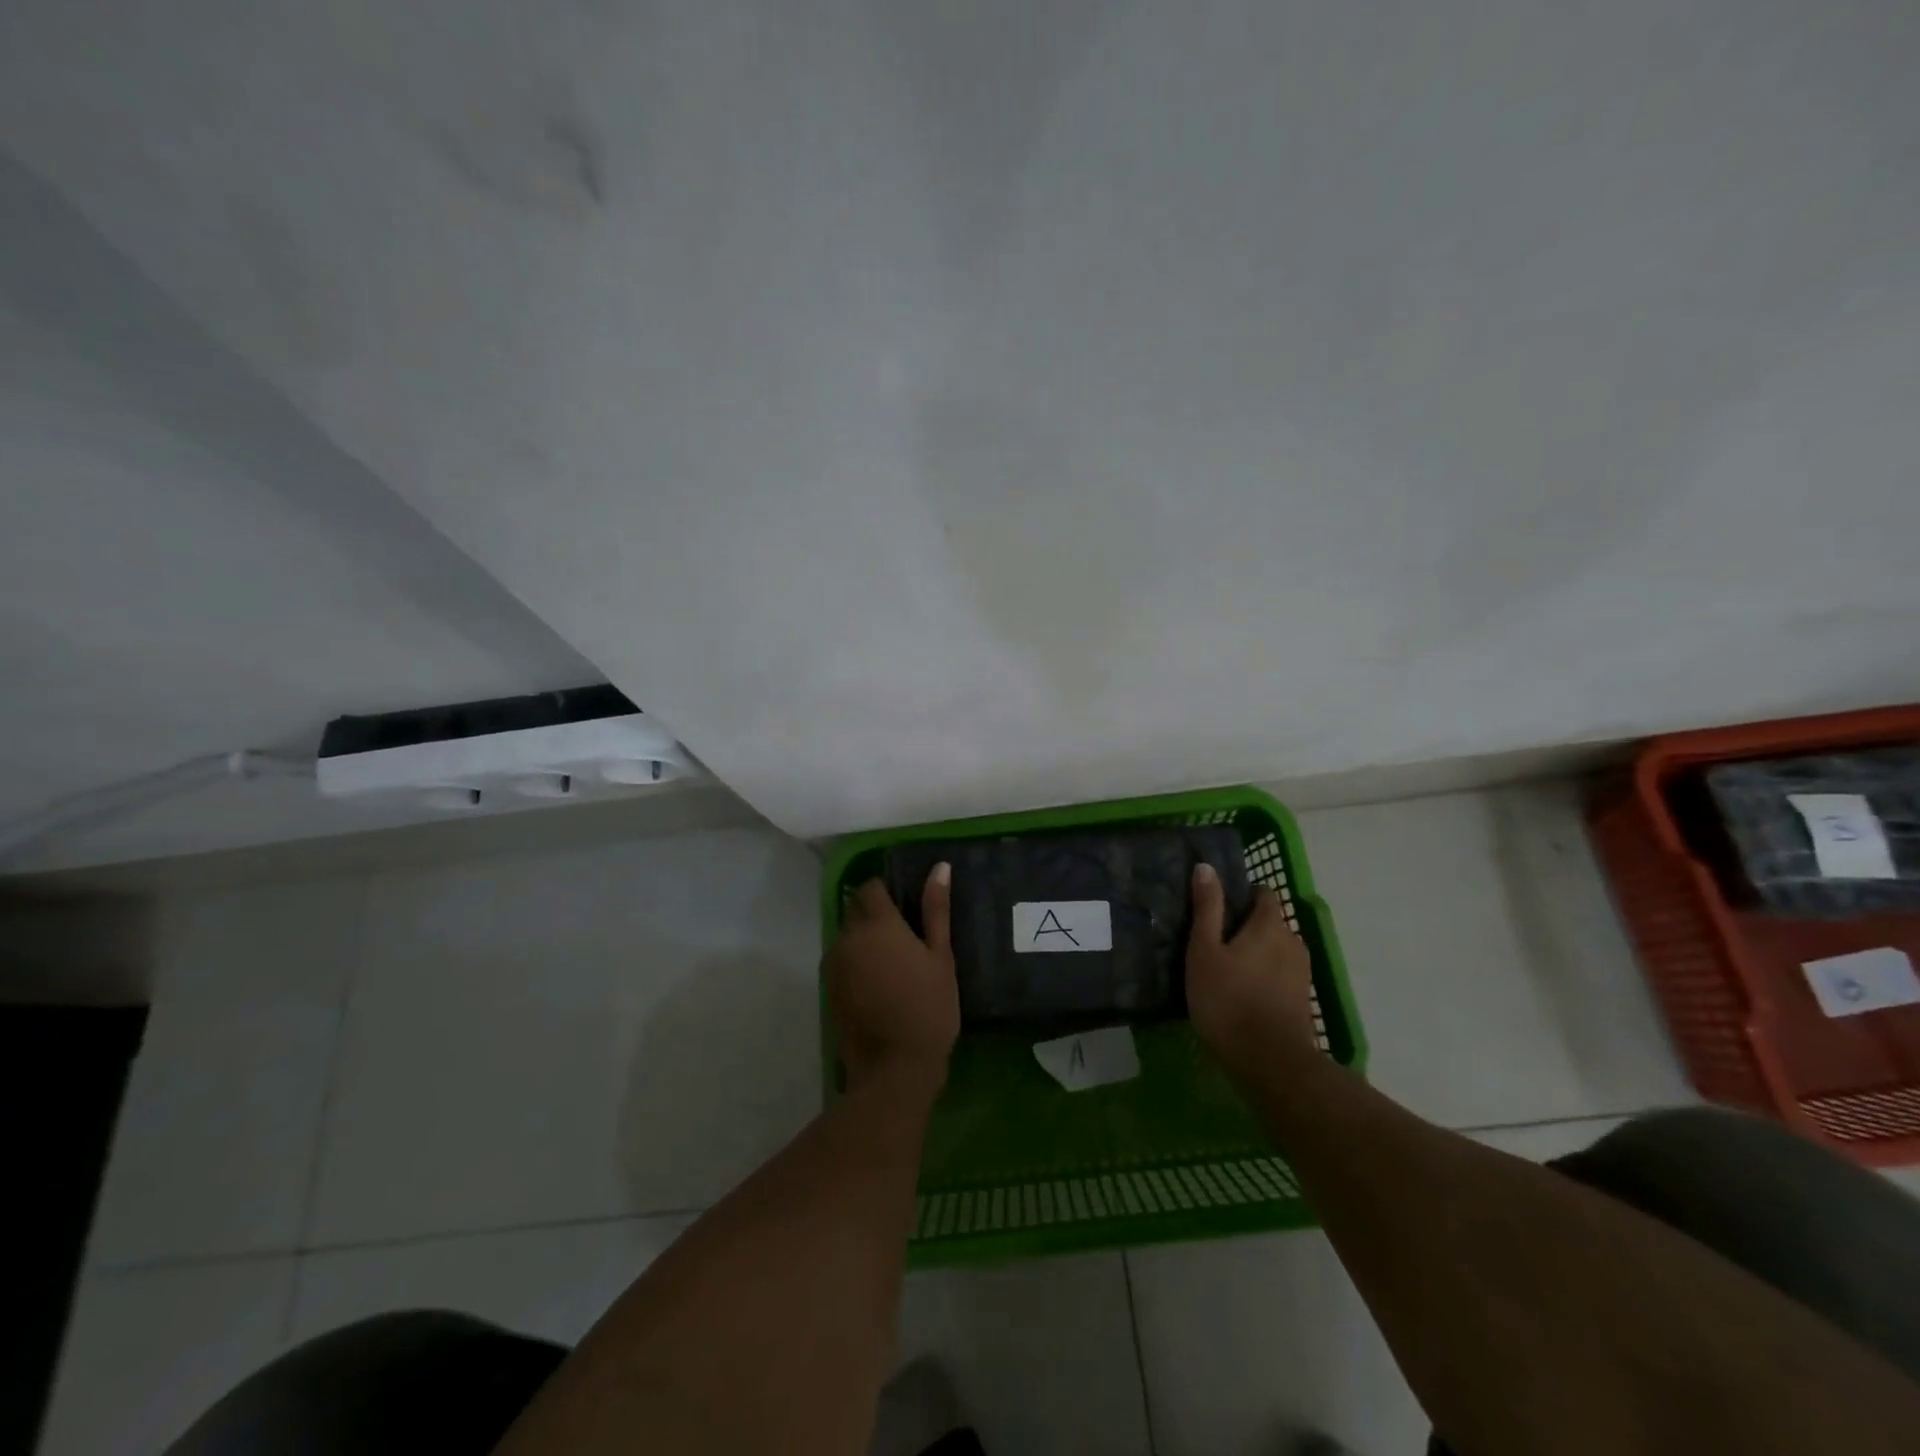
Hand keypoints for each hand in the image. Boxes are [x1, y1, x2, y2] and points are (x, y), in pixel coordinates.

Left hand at [826, 867, 960, 1096]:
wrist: (895, 1067)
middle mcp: (848, 937)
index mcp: (877, 924)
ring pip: (846, 935)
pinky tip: (878, 983)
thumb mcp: (941, 956)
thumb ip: (937, 909)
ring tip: (892, 962)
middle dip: (874, 914)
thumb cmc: (928, 1007)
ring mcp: (834, 964)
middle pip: (855, 909)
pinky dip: (855, 962)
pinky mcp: (828, 988)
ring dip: (863, 939)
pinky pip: (841, 961)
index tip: (906, 907)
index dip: (886, 891)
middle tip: (903, 935)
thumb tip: (940, 867)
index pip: (870, 887)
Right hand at [1186, 863, 1316, 1081]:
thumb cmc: (1228, 999)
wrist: (1269, 1062)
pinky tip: (1242, 991)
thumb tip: (1206, 867)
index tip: (1217, 906)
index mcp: (1270, 924)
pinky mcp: (1302, 1000)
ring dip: (1256, 952)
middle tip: (1214, 940)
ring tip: (1226, 966)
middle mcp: (1293, 942)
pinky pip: (1280, 974)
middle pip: (1270, 922)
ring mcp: (1301, 973)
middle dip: (1247, 925)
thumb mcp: (1204, 950)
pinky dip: (1264, 975)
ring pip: (1276, 950)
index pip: (1263, 894)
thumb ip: (1207, 908)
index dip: (1242, 894)